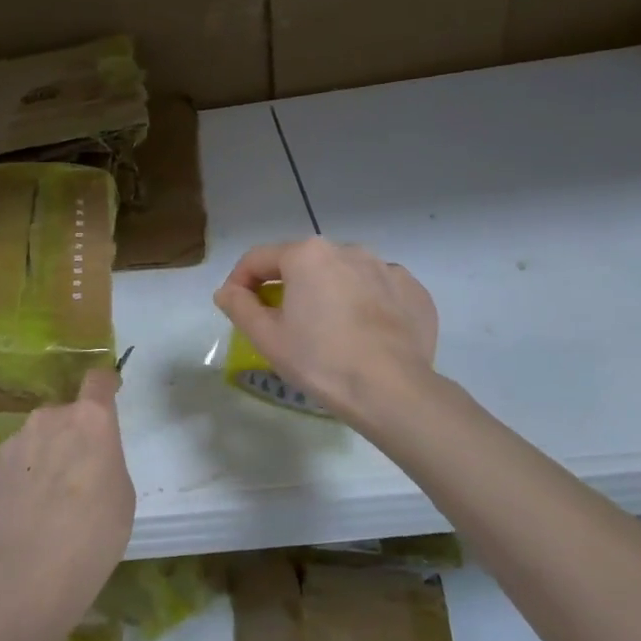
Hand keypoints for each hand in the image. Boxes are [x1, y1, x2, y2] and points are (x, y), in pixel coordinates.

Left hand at [0, 369, 135, 640]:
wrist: (29, 569)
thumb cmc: (94, 533)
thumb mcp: (121, 494)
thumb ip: (105, 459)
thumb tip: (87, 457)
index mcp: (92, 420)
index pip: (98, 381)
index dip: (104, 385)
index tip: (108, 391)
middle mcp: (50, 417)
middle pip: (66, 413)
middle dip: (73, 434)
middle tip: (78, 473)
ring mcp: (16, 438)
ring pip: (38, 436)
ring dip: (45, 453)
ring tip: (47, 498)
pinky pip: (15, 459)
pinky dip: (22, 474)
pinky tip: (24, 509)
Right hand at [214, 236, 439, 429]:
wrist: (392, 390)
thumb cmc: (320, 360)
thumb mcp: (266, 337)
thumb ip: (239, 306)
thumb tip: (227, 291)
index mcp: (307, 255)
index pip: (258, 258)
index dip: (239, 281)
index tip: (236, 307)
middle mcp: (348, 249)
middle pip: (303, 263)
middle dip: (286, 286)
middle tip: (281, 323)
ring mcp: (386, 268)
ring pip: (342, 275)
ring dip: (327, 293)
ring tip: (326, 330)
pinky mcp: (414, 291)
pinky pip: (377, 290)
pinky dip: (364, 304)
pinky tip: (363, 334)